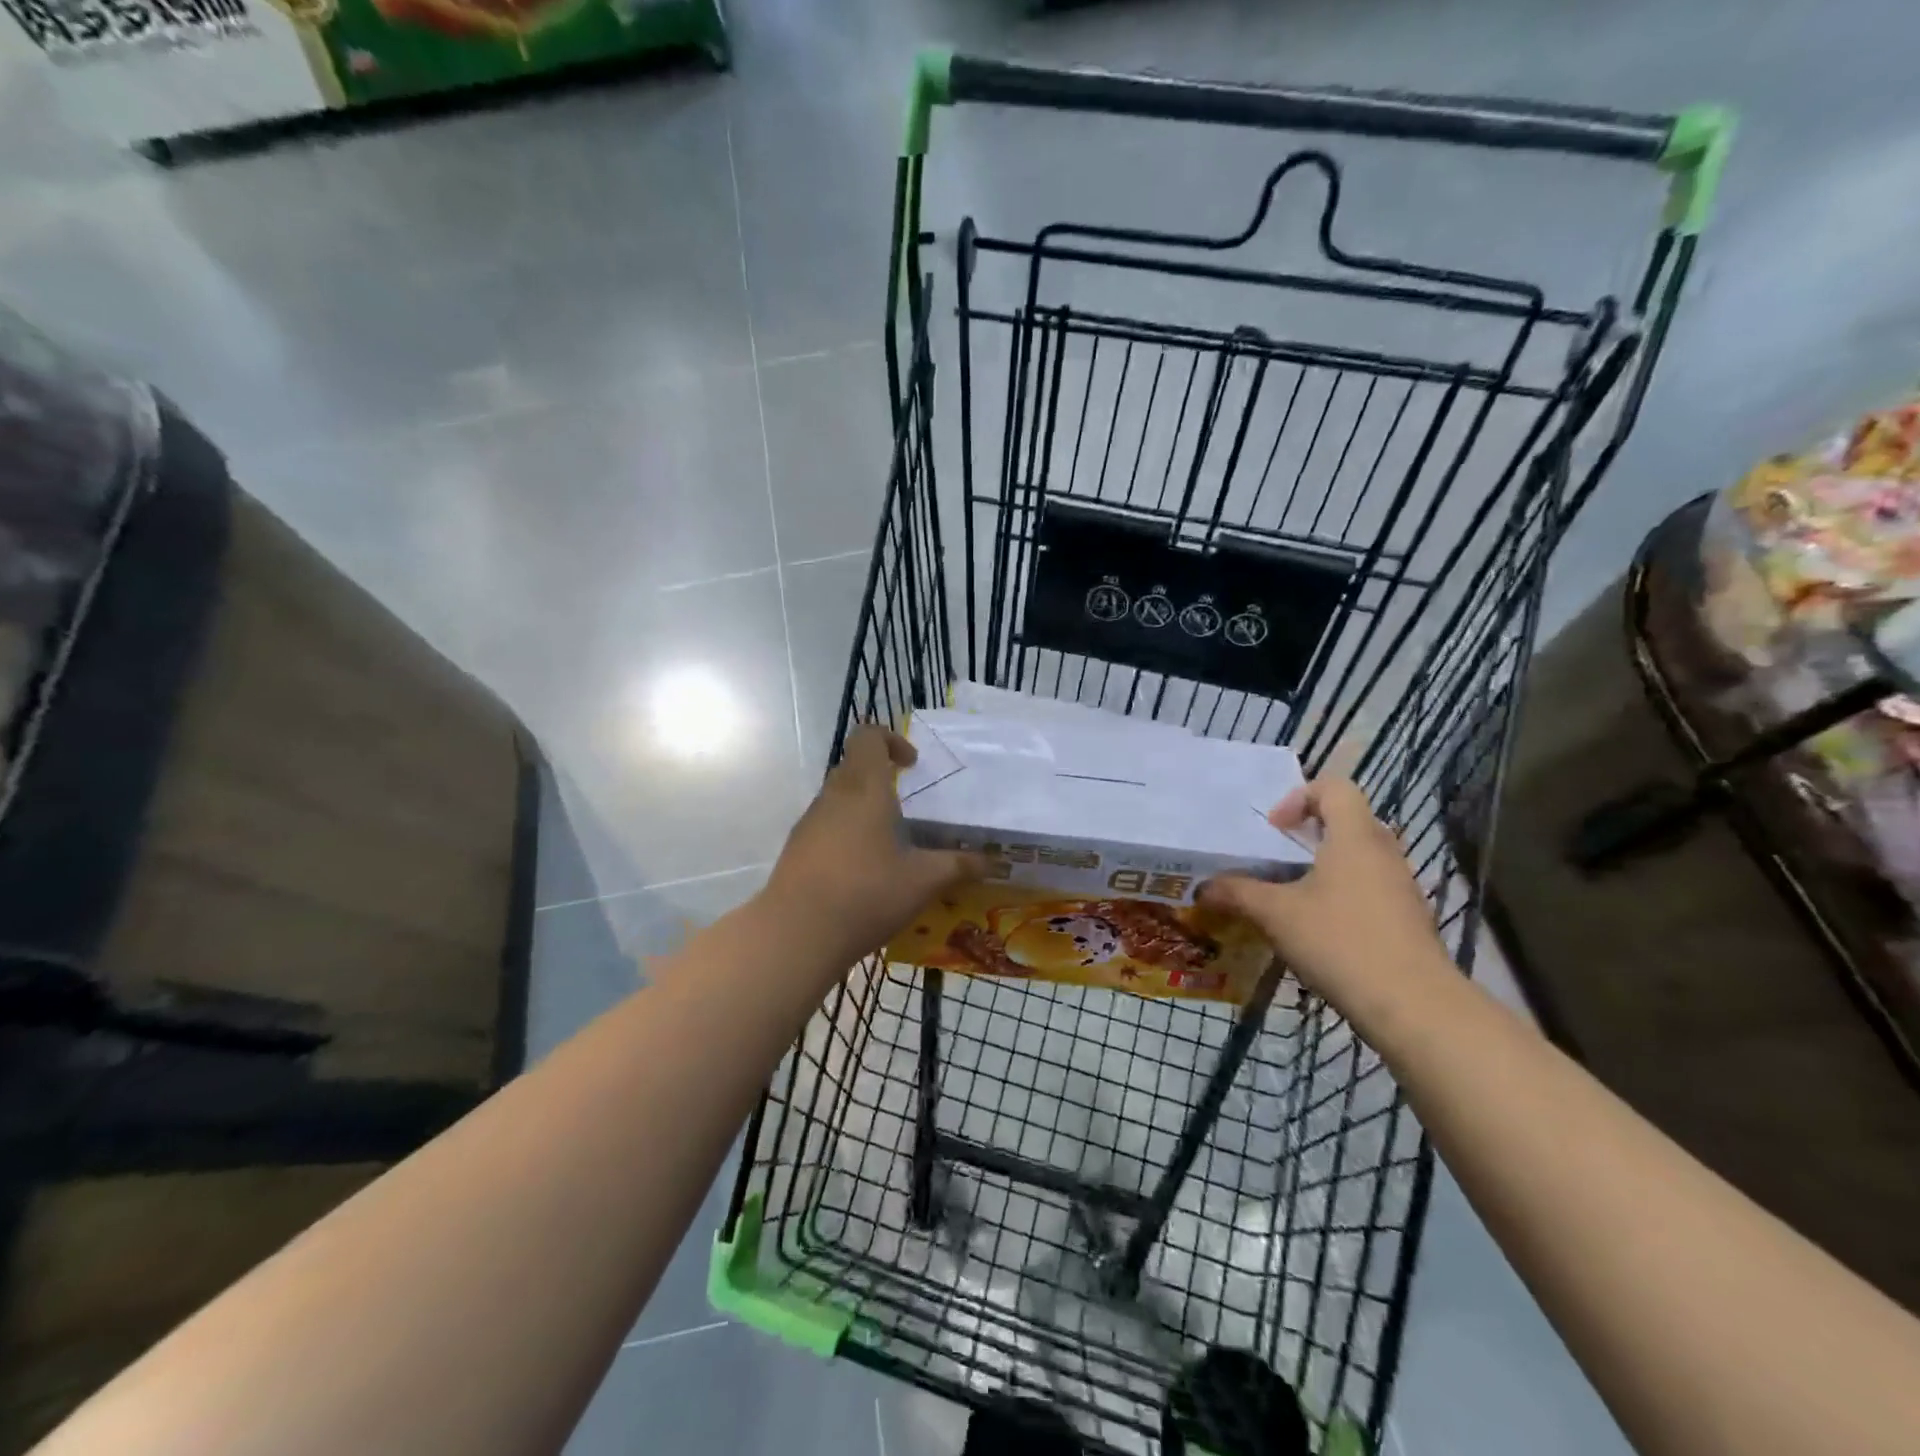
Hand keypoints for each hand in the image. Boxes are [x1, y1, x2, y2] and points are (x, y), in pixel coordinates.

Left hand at [761, 724, 987, 972]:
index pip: (867, 737)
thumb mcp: (923, 881)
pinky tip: (862, 870)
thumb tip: (996, 862)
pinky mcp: (796, 849)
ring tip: (889, 842)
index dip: (890, 740)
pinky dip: (845, 833)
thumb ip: (959, 866)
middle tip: (907, 805)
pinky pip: (825, 825)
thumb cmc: (866, 893)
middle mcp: (833, 797)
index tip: (912, 765)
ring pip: (837, 797)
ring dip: (862, 807)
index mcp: (865, 789)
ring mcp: (809, 823)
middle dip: (880, 776)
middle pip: (853, 766)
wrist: (796, 933)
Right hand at [1199, 777, 1450, 1016]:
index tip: (1274, 831)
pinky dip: (1343, 895)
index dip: (1299, 798)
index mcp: (1354, 836)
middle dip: (1309, 833)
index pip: (1334, 787)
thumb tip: (1202, 888)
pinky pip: (1371, 888)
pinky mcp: (1409, 919)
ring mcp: (1401, 886)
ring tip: (1292, 896)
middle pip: (1347, 820)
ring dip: (1325, 867)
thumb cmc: (1340, 942)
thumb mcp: (1275, 914)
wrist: (1414, 1007)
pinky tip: (1320, 930)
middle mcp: (1384, 852)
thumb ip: (1236, 894)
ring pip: (1359, 857)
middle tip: (1278, 858)